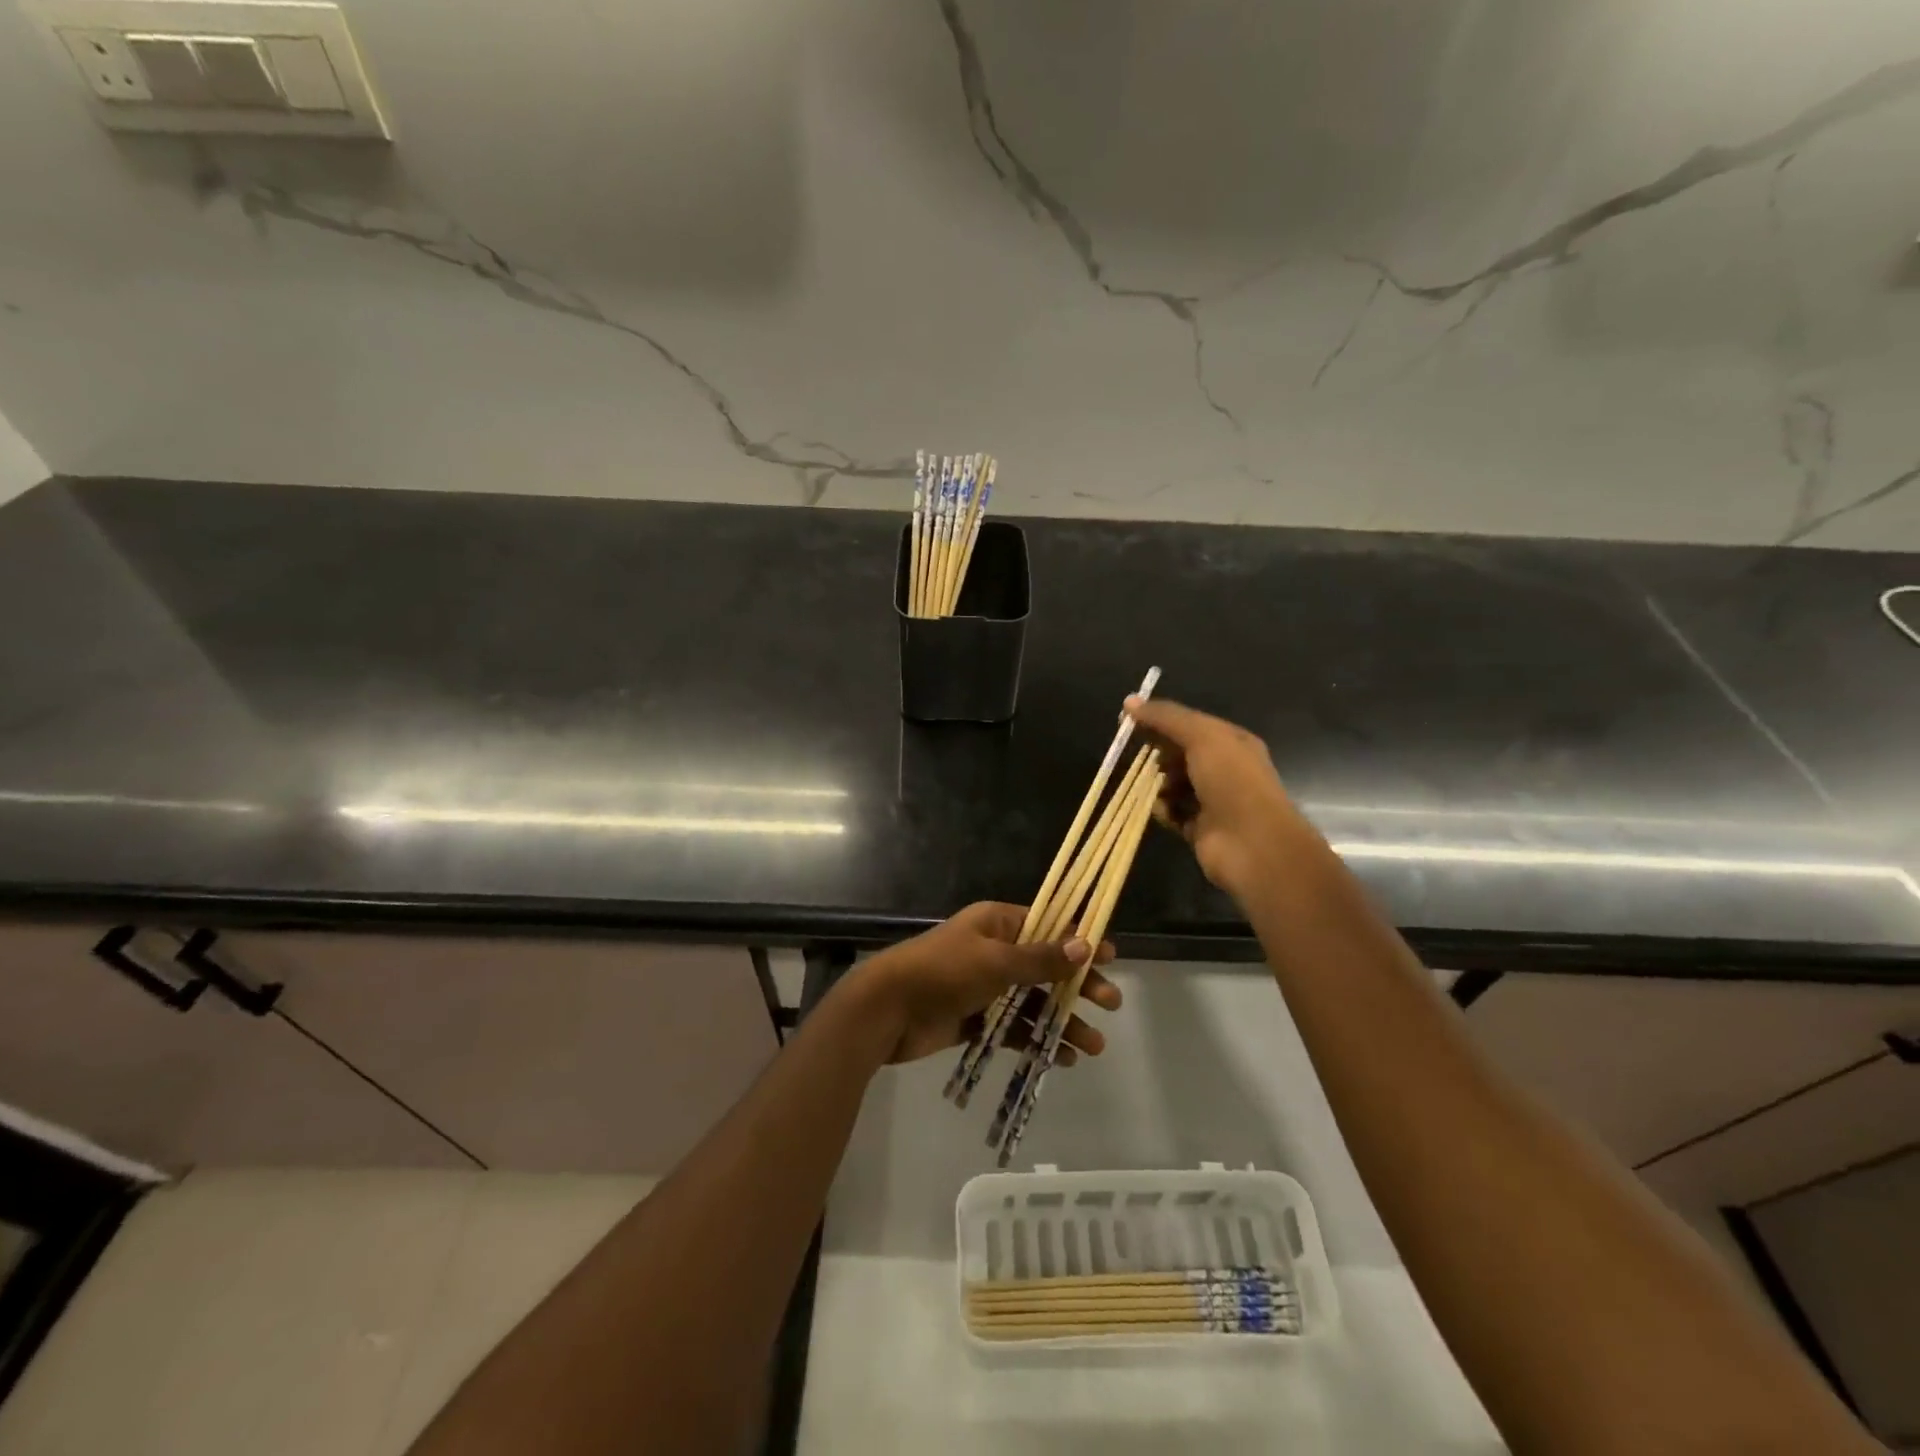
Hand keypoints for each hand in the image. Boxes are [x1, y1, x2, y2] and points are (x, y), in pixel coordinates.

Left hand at [847, 902, 1118, 1065]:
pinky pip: (1014, 1027)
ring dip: (1062, 1020)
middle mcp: (994, 950)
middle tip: (1111, 1004)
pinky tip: (1061, 1057)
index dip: (1078, 940)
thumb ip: (1040, 958)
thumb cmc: (943, 972)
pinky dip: (1035, 1038)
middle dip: (1077, 985)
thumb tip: (1085, 945)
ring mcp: (985, 986)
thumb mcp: (995, 961)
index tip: (1111, 956)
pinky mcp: (976, 1018)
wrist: (887, 1010)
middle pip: (1045, 966)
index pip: (1048, 926)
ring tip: (1093, 1046)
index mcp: (997, 924)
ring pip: (1033, 1001)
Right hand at [1125, 696, 1303, 896]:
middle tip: (1138, 755)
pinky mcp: (1200, 828)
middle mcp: (1224, 769)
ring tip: (1156, 787)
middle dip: (1158, 754)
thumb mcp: (1201, 737)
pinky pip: (1173, 812)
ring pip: (1174, 784)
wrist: (1253, 843)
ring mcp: (1213, 800)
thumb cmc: (1231, 781)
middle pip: (1180, 754)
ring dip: (1159, 784)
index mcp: (1231, 742)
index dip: (1160, 720)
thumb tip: (1129, 701)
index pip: (1189, 724)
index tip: (1127, 720)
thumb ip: (1165, 718)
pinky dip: (1164, 810)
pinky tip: (1162, 810)